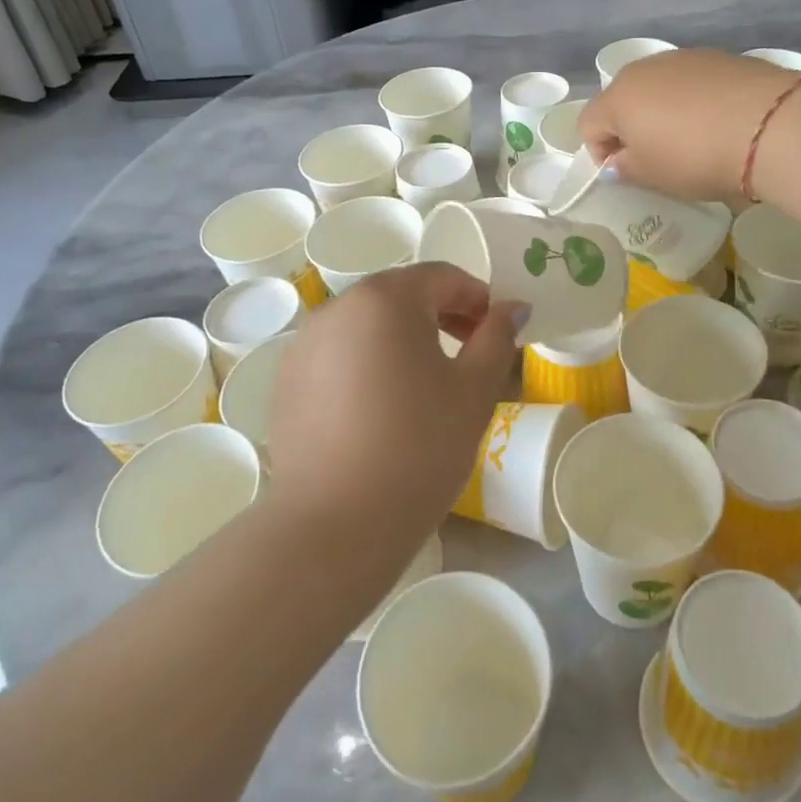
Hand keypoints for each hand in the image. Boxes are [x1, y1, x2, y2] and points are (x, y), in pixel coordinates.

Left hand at [262, 264, 524, 573]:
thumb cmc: (419, 447)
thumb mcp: (474, 390)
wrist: (336, 525)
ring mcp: (305, 343)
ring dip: (402, 339)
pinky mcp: (286, 380)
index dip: (477, 299)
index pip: (442, 277)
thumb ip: (497, 337)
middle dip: (441, 316)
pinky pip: (339, 354)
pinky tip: (380, 409)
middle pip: (401, 295)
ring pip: (367, 325)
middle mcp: (338, 307)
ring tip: (425, 385)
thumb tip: (513, 306)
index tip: (496, 334)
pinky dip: (367, 364)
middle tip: (468, 356)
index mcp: (386, 298)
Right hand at [578, 48, 795, 201]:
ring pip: (658, 88)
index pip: (588, 124)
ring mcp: (682, 58)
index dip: (600, 153)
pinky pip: (691, 82)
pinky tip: (717, 121)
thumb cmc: (695, 156)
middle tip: (656, 157)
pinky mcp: (718, 56)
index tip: (626, 173)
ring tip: (691, 139)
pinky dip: (693, 101)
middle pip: (621, 100)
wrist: (770, 125)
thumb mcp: (653, 176)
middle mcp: (643, 69)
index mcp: (617, 98)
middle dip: (630, 128)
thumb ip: (625, 169)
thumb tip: (615, 162)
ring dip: (662, 112)